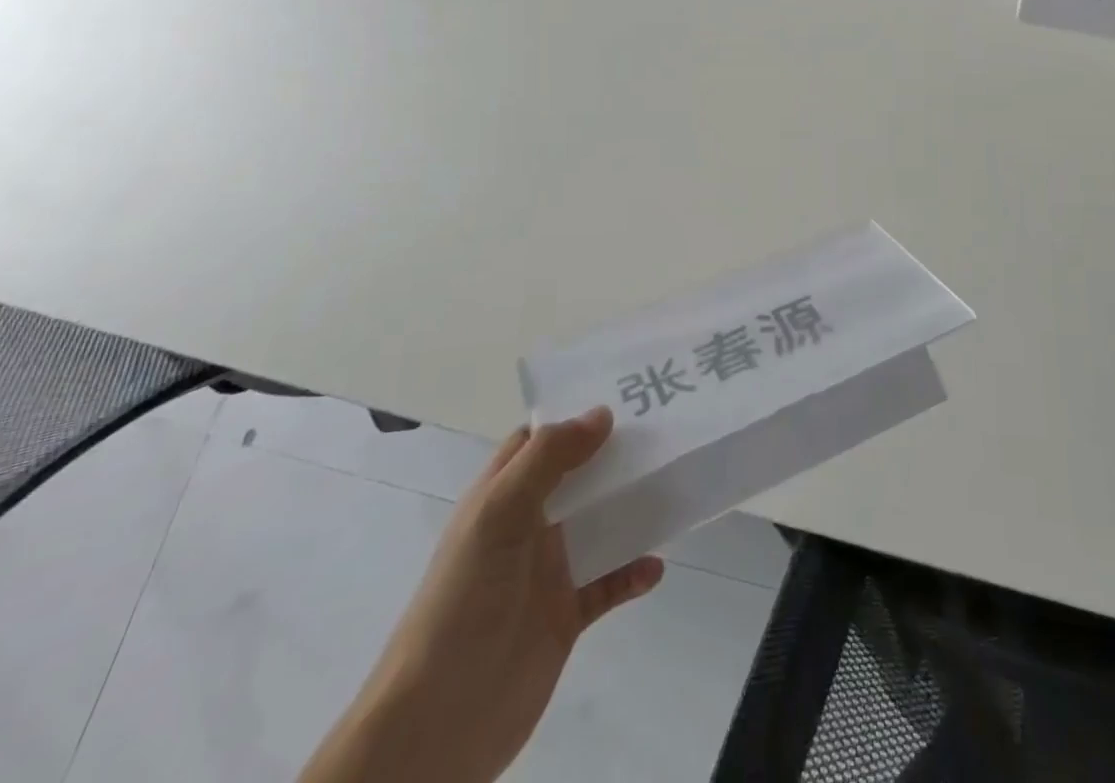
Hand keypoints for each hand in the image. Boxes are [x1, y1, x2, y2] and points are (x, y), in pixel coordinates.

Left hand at [301, 407, 662, 782]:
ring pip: (599, 524)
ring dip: (632, 509)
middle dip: (616, 455)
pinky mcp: (566, 614)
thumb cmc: (463, 599)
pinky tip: (655, 566)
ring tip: (673, 486)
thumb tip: (602, 413)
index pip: (538, 441)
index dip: (575, 416)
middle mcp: (527, 525)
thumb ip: (548, 459)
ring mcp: (547, 570)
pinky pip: (609, 583)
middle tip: (665, 430)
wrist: (440, 719)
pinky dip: (633, 572)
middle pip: (578, 476)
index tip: (623, 395)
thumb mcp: (499, 513)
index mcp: (502, 495)